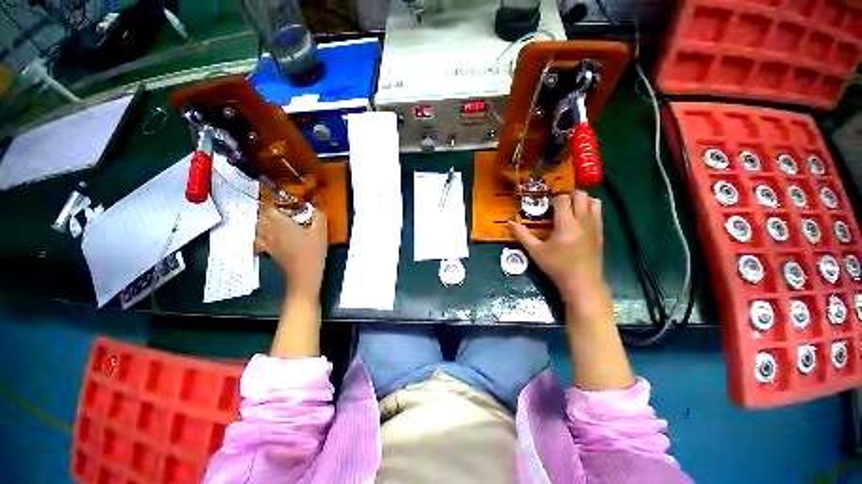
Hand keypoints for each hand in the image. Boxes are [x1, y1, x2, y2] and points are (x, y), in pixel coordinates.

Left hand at [256, 206, 328, 299]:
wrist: (304, 274)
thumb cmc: (312, 251)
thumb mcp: (321, 232)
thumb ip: (319, 217)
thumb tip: (318, 209)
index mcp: (281, 223)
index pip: (269, 208)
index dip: (272, 202)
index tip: (279, 200)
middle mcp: (270, 231)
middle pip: (261, 217)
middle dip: (268, 212)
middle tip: (279, 211)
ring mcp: (267, 242)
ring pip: (258, 227)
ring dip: (263, 222)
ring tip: (274, 222)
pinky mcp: (268, 251)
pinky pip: (258, 240)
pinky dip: (261, 235)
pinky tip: (270, 237)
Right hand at [509, 190, 609, 316]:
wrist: (582, 282)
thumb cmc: (556, 266)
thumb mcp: (535, 251)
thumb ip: (522, 235)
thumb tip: (508, 223)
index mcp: (566, 223)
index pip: (563, 199)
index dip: (554, 198)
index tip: (546, 204)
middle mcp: (583, 220)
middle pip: (580, 195)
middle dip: (568, 194)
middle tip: (557, 203)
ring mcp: (595, 225)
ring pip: (593, 200)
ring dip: (581, 199)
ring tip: (570, 208)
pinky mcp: (601, 232)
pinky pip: (599, 212)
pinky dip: (590, 208)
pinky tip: (579, 219)